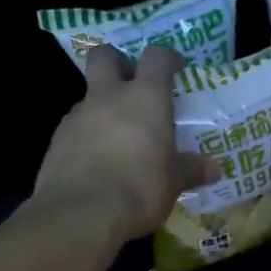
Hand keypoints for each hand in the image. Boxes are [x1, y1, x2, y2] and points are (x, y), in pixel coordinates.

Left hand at [33, 45, 217, 243]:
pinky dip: (87, 136)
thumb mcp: (173, 182)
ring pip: (88, 95)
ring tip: (117, 137)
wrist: (81, 214)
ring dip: (102, 106)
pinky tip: (97, 161)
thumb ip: (191, 170)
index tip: (175, 68)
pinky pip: (75, 127)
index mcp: (145, 98)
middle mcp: (108, 97)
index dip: (166, 58)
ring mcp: (77, 116)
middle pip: (104, 56)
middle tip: (131, 83)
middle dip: (116, 62)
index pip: (156, 58)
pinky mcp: (56, 141)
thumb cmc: (139, 188)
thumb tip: (214, 170)